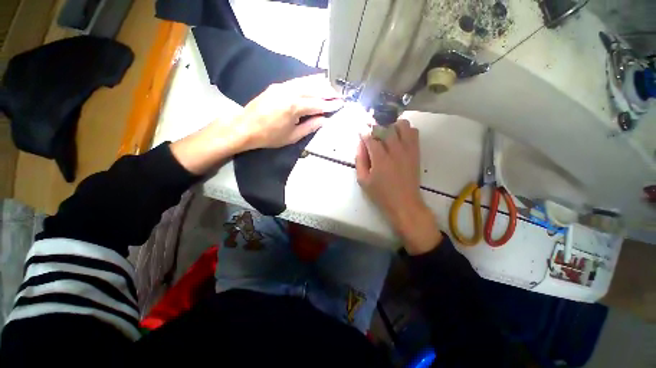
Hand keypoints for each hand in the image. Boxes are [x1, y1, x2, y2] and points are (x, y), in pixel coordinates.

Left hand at [234, 74, 343, 150]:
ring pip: (306, 81)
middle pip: (314, 89)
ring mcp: (282, 86)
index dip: (330, 105)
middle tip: (339, 95)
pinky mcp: (277, 85)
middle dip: (329, 92)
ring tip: (331, 88)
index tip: (341, 104)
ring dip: (320, 84)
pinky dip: (309, 81)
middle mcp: (289, 92)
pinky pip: (297, 81)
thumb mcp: (292, 136)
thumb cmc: (270, 136)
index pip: (317, 104)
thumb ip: (310, 127)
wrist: (245, 127)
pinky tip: (315, 83)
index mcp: (294, 107)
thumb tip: (324, 120)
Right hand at [356, 120, 441, 253]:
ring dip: (392, 126)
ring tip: (386, 134)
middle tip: (371, 130)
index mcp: (380, 159)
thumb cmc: (381, 194)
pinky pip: (413, 132)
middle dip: (376, 126)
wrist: (404, 203)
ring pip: (402, 125)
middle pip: (386, 127)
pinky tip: (398, 138)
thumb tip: (360, 144)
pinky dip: (405, 130)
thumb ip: (360, 160)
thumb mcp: (363, 180)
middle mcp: (395, 150)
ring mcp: (408, 150)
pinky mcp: (416, 152)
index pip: (370, 137)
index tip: (360, 128)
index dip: (363, 130)